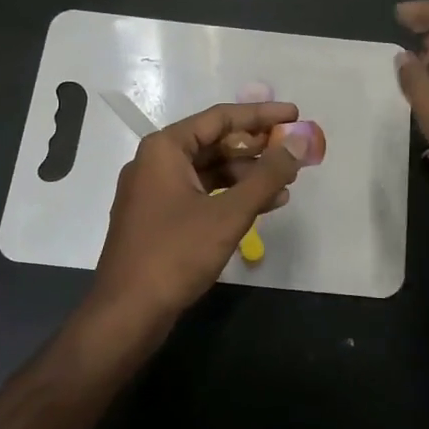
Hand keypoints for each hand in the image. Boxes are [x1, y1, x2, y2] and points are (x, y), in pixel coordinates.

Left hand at [91, 100, 310, 324]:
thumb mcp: (228, 214)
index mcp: (164, 148)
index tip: (295, 114)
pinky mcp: (159, 218)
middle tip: (294, 151)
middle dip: (257, 147)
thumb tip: (301, 141)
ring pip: (209, 170)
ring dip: (248, 175)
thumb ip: (267, 176)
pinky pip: (201, 193)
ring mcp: (155, 191)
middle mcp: (156, 162)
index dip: (261, 115)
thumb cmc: (175, 254)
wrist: (126, 314)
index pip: (220, 118)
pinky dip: (230, 196)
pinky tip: (263, 206)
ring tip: (287, 184)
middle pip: (214, 142)